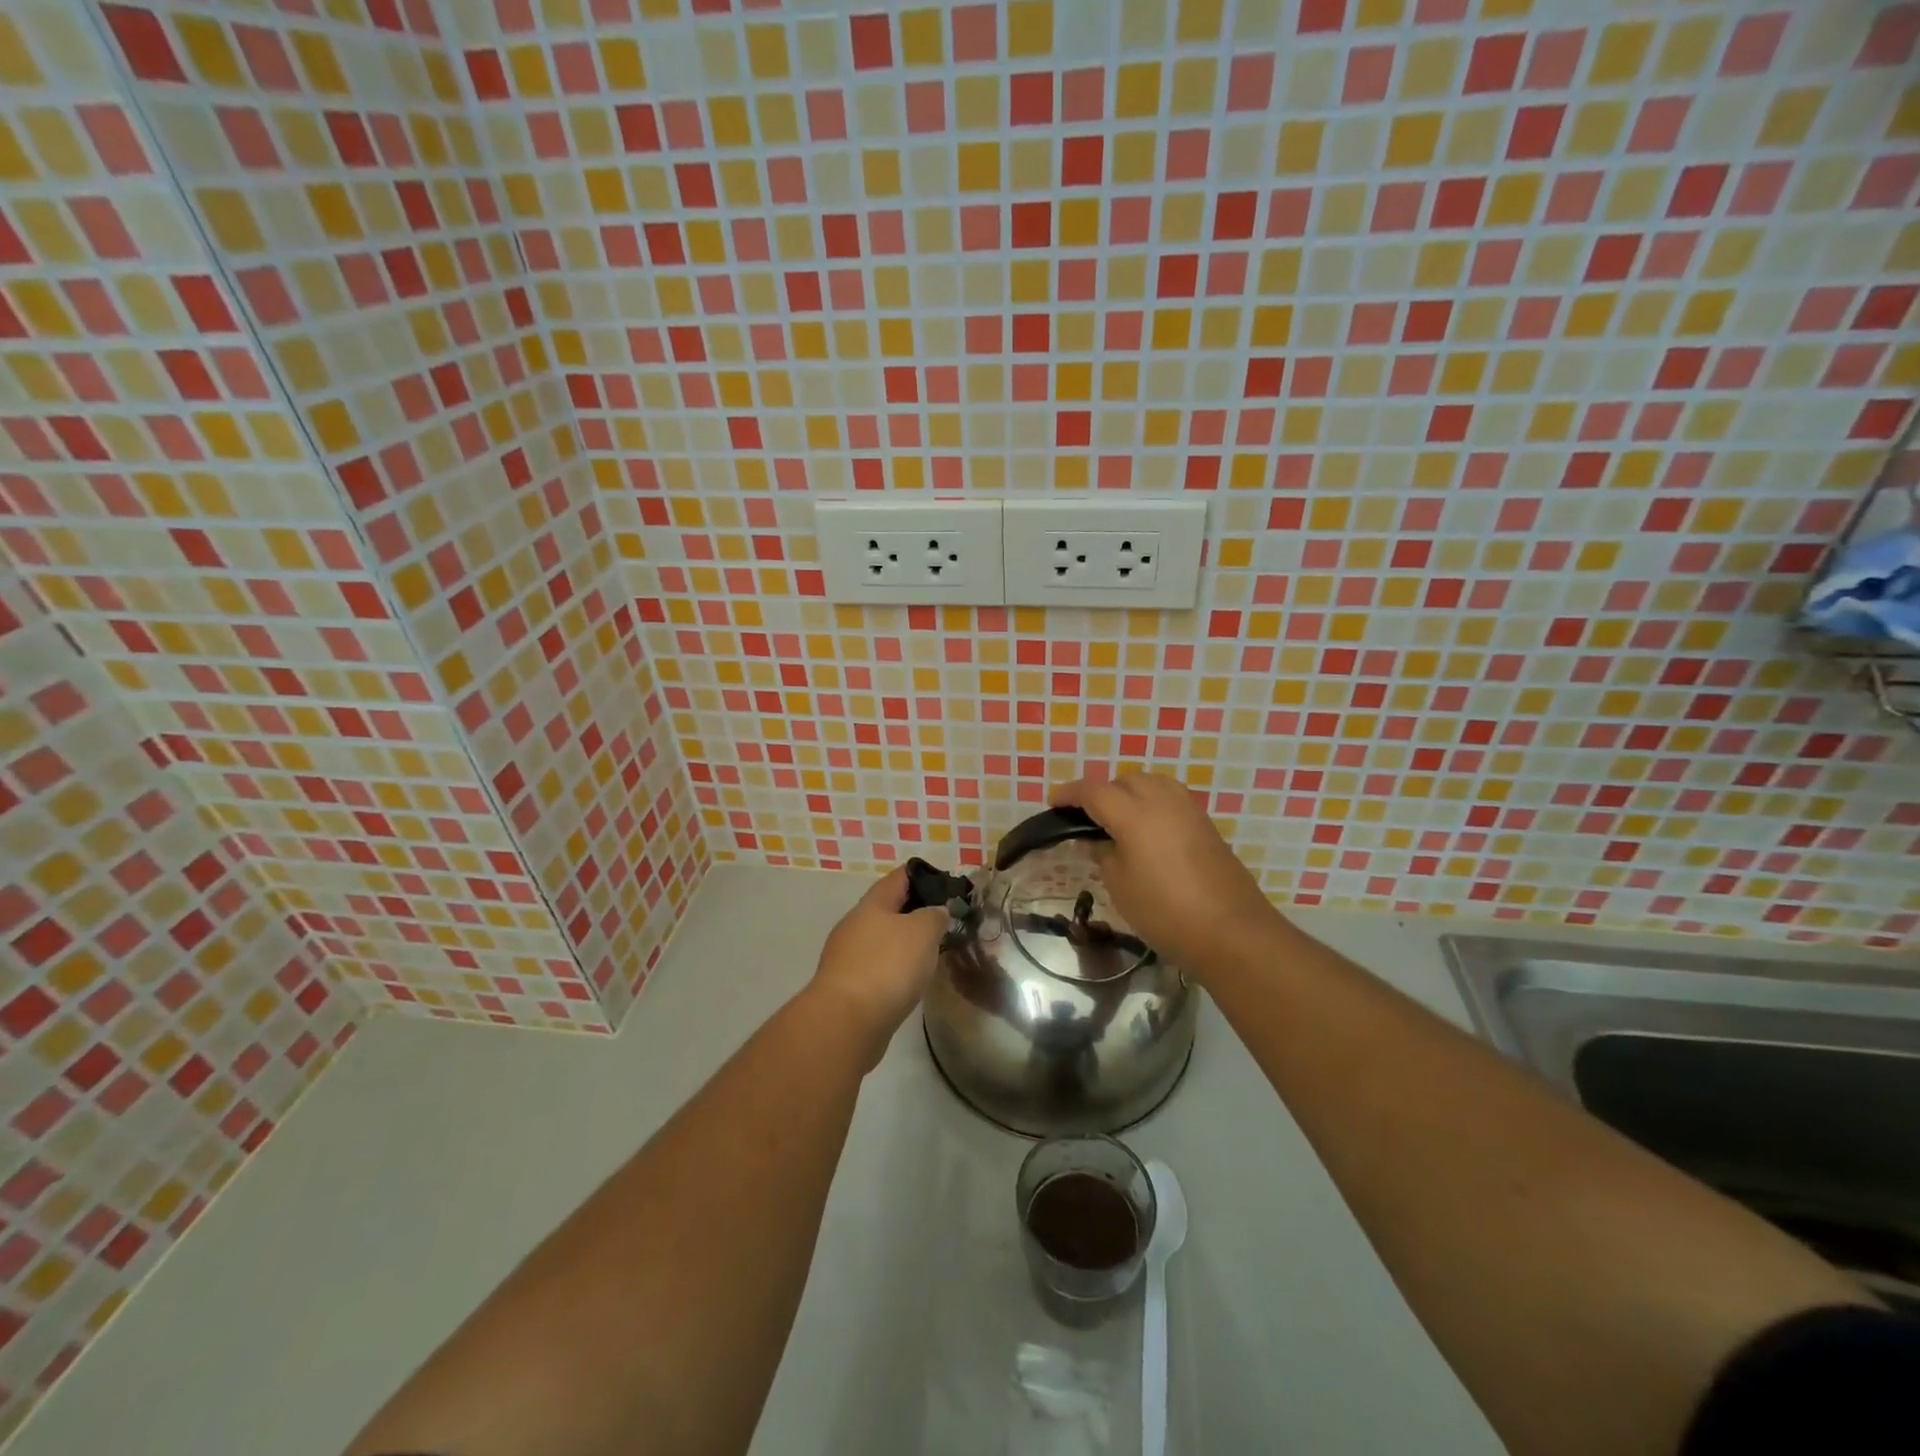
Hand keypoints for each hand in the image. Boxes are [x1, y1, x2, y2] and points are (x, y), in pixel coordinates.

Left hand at [806, 867, 949, 1065]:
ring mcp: (847, 956)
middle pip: (888, 909)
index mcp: (872, 904)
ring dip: (905, 943)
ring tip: (932, 953)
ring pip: (882, 940)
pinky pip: (877, 967)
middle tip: (944, 922)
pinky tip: (910, 981)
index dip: (923, 875)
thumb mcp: (923, 931)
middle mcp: (855, 925)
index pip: (899, 877)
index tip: (947, 885)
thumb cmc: (887, 966)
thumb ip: (934, 916)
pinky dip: (895, 969)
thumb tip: (935, 912)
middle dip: (915, 912)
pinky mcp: (847, 986)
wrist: (846, 1022)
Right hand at [1051, 772, 1280, 976]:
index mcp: (1134, 813)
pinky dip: (1152, 803)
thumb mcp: (1120, 885)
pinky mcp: (1206, 824)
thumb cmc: (1165, 912)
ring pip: (1151, 783)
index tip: (1054, 803)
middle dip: (1101, 792)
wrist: (1231, 931)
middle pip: (1124, 781)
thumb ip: (1103, 853)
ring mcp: (1188, 809)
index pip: (1093, 791)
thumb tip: (1097, 840)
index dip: (1070, 794)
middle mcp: (1162, 800)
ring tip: (1117, 820)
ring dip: (1129, 793)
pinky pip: (1170, 798)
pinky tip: (1146, 830)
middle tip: (1086, 817)